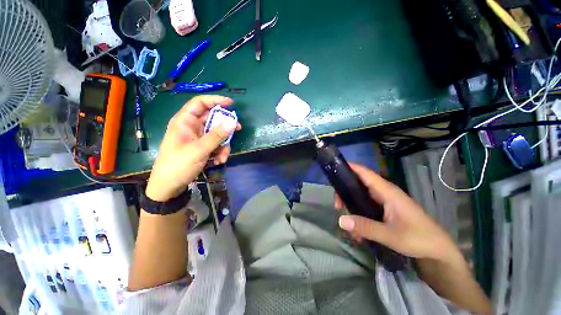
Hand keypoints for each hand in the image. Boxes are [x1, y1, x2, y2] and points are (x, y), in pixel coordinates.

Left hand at [146, 95, 240, 201]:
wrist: (169, 186)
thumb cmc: (178, 165)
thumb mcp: (199, 150)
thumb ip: (217, 136)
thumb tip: (233, 122)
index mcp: (184, 121)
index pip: (200, 103)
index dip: (215, 100)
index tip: (231, 103)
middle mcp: (191, 127)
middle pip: (212, 119)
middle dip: (225, 126)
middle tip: (238, 129)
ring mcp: (197, 138)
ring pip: (216, 134)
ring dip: (223, 144)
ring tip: (223, 157)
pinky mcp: (201, 147)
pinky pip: (215, 144)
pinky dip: (219, 151)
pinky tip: (218, 161)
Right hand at [335, 163, 459, 262]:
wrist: (438, 251)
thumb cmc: (419, 239)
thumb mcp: (391, 235)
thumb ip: (365, 227)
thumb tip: (340, 220)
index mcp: (387, 191)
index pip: (365, 173)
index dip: (350, 168)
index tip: (334, 169)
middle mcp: (384, 192)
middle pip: (359, 183)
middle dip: (345, 192)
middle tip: (337, 206)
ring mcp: (385, 201)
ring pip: (362, 196)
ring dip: (351, 206)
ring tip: (348, 223)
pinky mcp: (386, 210)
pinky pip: (367, 206)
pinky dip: (359, 214)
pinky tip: (358, 231)